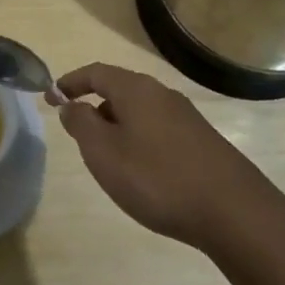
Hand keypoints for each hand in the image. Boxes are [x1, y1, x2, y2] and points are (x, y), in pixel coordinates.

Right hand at [55, 63, 279, 249]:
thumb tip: (71, 105)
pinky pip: (158, 129)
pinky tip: (141, 169)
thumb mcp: (104, 153)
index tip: (51, 96)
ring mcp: (186, 117)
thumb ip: (81, 124)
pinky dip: (139, 139)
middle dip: (94, 105)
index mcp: (136, 90)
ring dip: (117, 125)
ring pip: (140, 111)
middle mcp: (162, 94)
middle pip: (120, 89)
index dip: (71, 82)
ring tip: (106, 155)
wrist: (233, 211)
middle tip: (76, 130)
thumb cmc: (157, 178)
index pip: (96, 73)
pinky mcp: (202, 141)